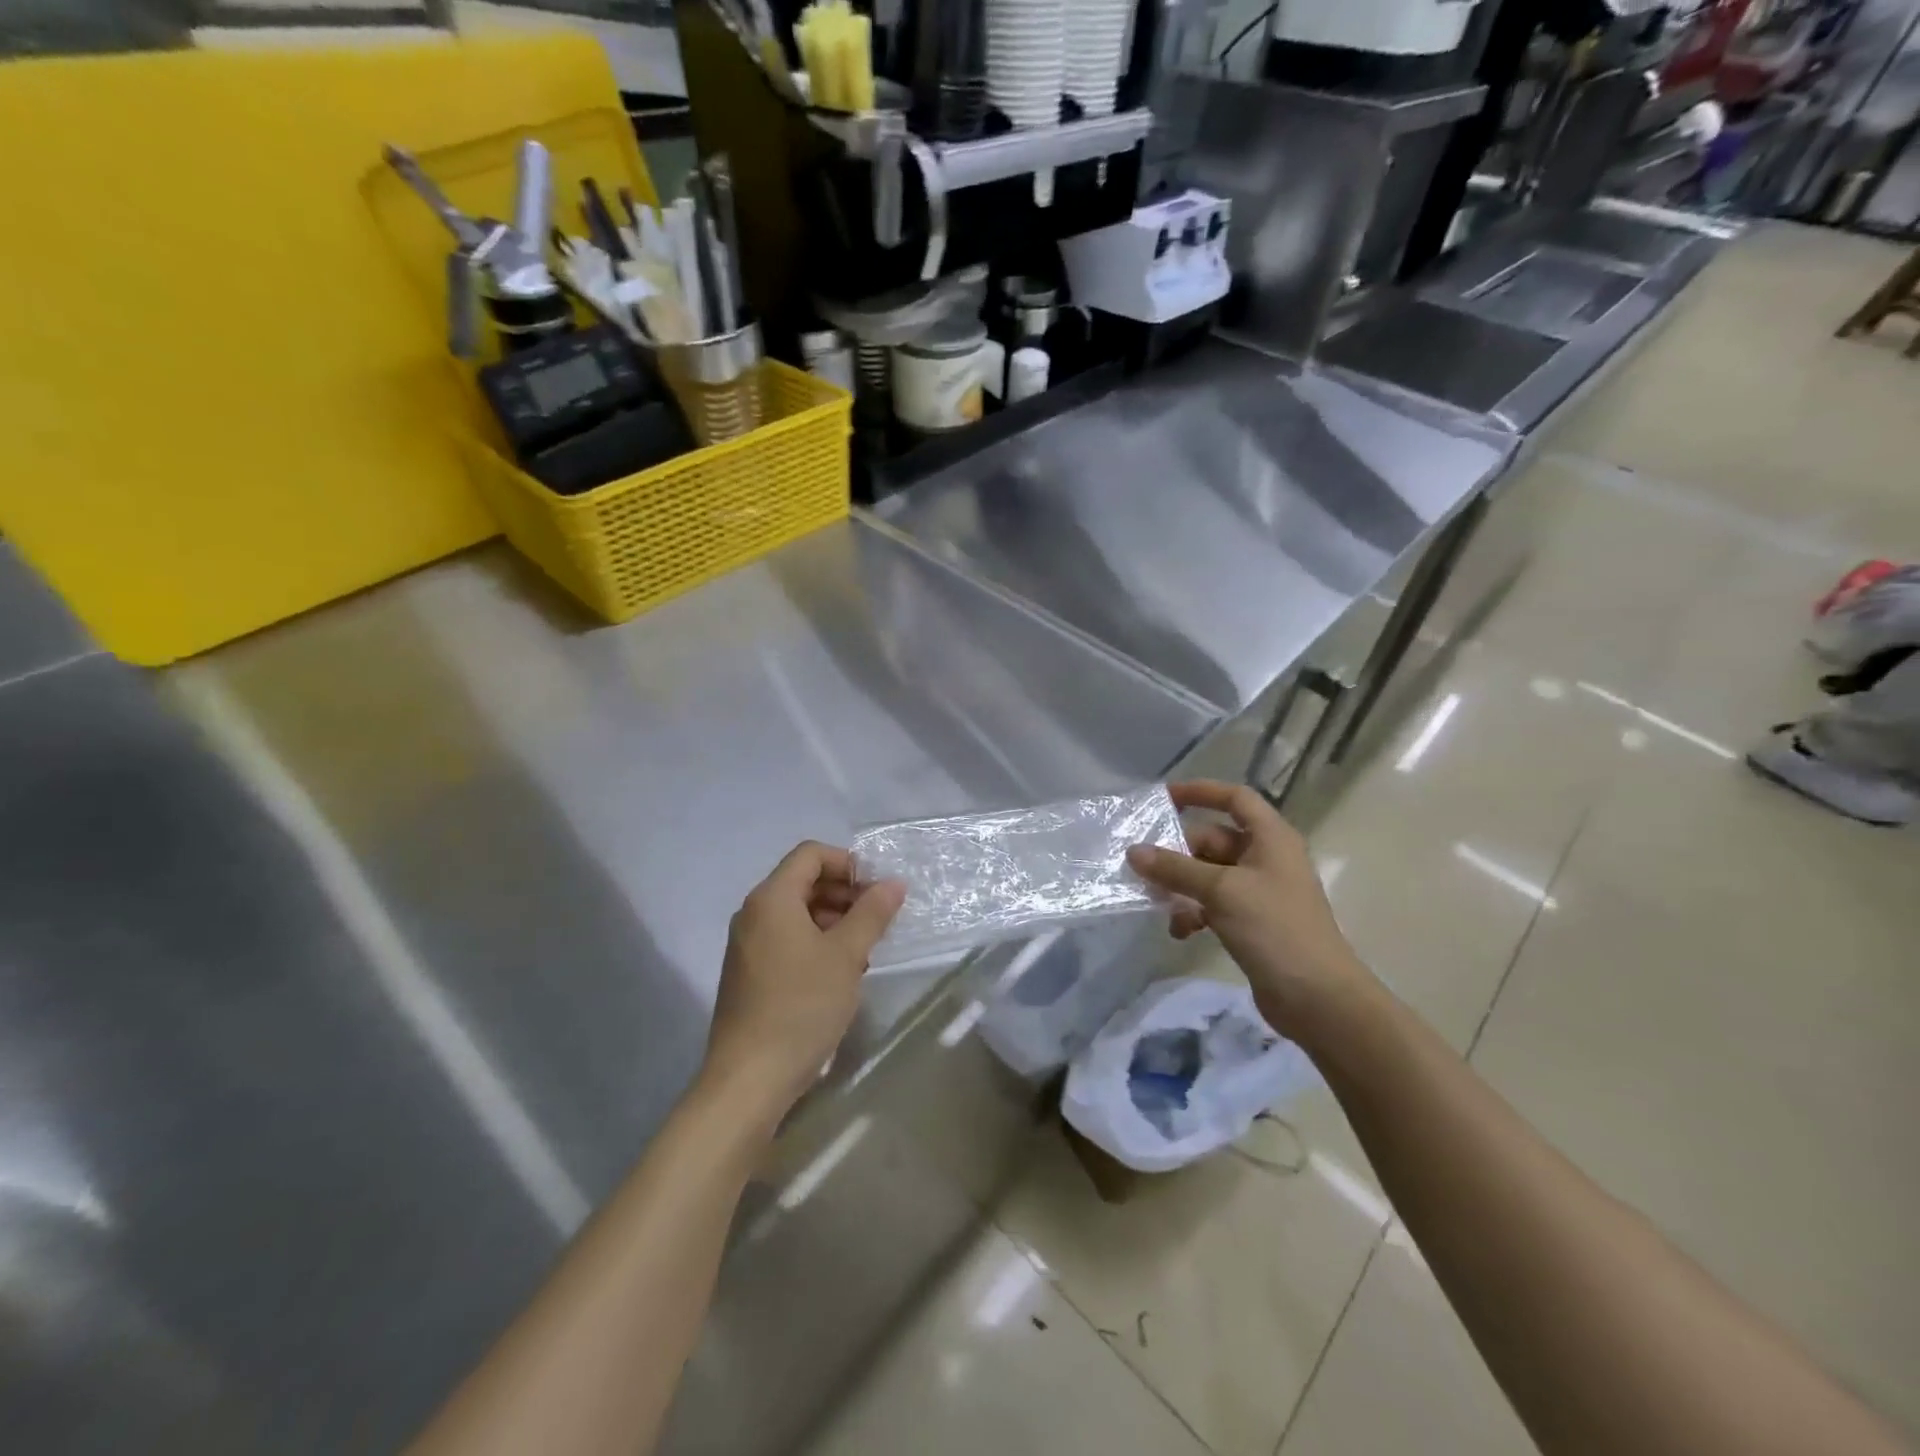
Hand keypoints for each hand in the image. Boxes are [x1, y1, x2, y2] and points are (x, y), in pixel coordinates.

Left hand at [702, 842, 905, 1122]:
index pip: (811, 854)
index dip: (848, 863)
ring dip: (834, 919)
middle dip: (844, 893)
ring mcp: (747, 944)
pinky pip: (786, 939)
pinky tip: (840, 972)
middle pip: (803, 881)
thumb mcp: (846, 955)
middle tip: (878, 920)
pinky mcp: (749, 972)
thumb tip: (893, 883)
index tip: (878, 890)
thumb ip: (872, 913)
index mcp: (772, 898)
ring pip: (796, 913)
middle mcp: (753, 913)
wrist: (750, 1078)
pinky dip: (815, 942)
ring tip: (865, 949)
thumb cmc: (801, 1006)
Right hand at [1126, 780, 1369, 1041]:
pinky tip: (1180, 931)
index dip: (1201, 792)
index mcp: (1271, 838)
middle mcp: (1267, 859)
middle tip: (1144, 867)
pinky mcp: (1253, 923)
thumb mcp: (1221, 891)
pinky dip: (1195, 912)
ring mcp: (1260, 892)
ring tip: (1157, 903)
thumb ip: (1175, 869)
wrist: (1318, 999)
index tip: (1163, 798)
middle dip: (1178, 853)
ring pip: (1209, 875)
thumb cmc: (1275, 929)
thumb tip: (1133, 851)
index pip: (1235, 798)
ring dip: (1182, 886)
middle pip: (1213, 840)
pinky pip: (1214, 904)